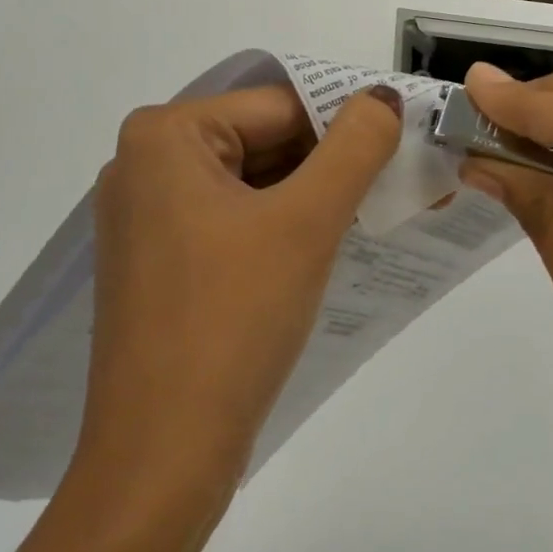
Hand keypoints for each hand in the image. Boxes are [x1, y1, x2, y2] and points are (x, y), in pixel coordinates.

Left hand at [77, 83, 403, 512]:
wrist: (162, 454)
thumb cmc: (232, 321)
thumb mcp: (306, 223)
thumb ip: (354, 147)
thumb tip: (383, 98)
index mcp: (165, 135)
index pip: (280, 106)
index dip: (349, 126)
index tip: (407, 151)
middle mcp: (144, 164)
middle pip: (263, 143)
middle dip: (333, 166)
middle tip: (403, 188)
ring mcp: (146, 216)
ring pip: (250, 185)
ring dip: (311, 200)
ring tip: (376, 218)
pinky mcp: (159, 262)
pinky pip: (231, 222)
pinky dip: (279, 229)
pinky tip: (323, 251)